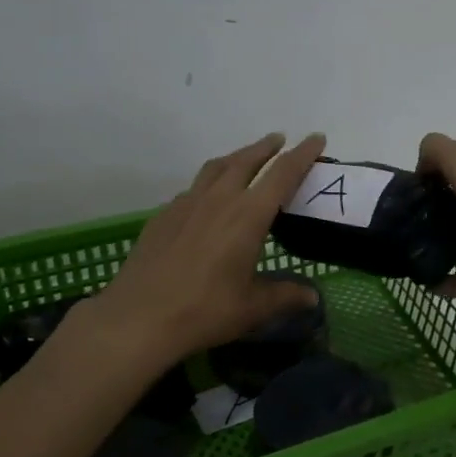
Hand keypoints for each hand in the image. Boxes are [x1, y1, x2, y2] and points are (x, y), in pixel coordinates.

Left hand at [88, 131, 328, 362]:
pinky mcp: (163, 216)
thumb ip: (285, 296)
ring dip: (236, 157)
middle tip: (280, 140)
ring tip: (245, 157)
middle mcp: (219, 200)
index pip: (282, 174)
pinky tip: (208, 198)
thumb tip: (313, 297)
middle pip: (246, 160)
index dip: (302, 154)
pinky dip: (209, 182)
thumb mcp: (253, 308)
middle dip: (266, 147)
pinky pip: (193, 188)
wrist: (138, 318)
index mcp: (248, 216)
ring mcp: (186, 205)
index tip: (316, 138)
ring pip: (216, 168)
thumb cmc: (204, 311)